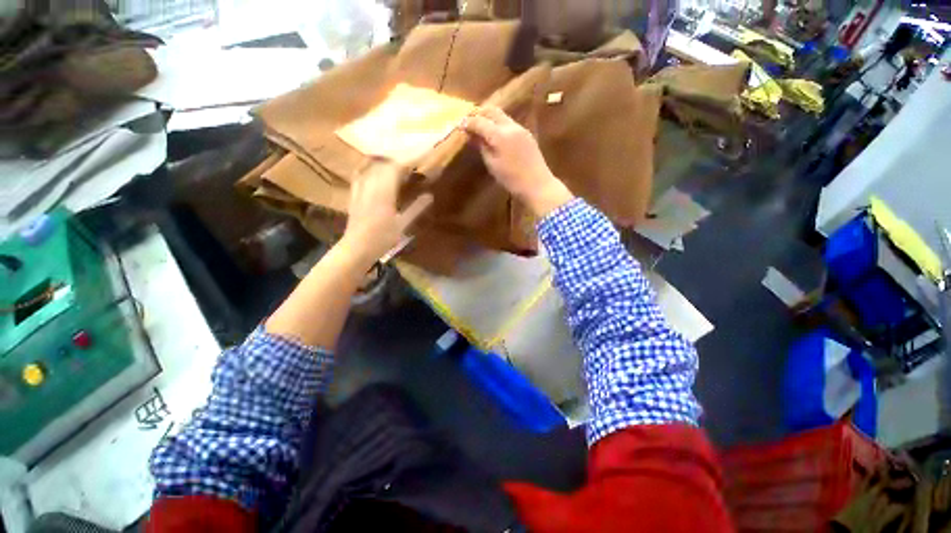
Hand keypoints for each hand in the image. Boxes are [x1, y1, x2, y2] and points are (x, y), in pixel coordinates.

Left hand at [339, 159, 431, 265]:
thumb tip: (429, 195)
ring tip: (395, 163)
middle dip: (397, 160)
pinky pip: (359, 174)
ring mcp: (360, 189)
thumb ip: (416, 208)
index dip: (408, 162)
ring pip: (371, 167)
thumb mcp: (403, 224)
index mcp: (384, 193)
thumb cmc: (383, 238)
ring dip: (384, 162)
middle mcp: (371, 186)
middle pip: (383, 164)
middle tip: (410, 162)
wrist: (357, 247)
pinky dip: (368, 167)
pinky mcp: (353, 193)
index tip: (419, 159)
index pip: (395, 169)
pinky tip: (372, 167)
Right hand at [463, 106, 573, 216]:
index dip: (468, 122)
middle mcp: (510, 126)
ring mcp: (520, 128)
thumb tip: (473, 136)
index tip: (460, 125)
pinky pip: (509, 123)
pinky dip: (499, 124)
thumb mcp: (492, 165)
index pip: (480, 122)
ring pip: (502, 115)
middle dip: (479, 113)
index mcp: (500, 135)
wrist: (537, 184)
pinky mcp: (527, 134)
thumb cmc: (511, 179)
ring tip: (481, 127)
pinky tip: (495, 134)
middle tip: (469, 121)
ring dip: (489, 117)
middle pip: (492, 111)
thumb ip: (482, 147)